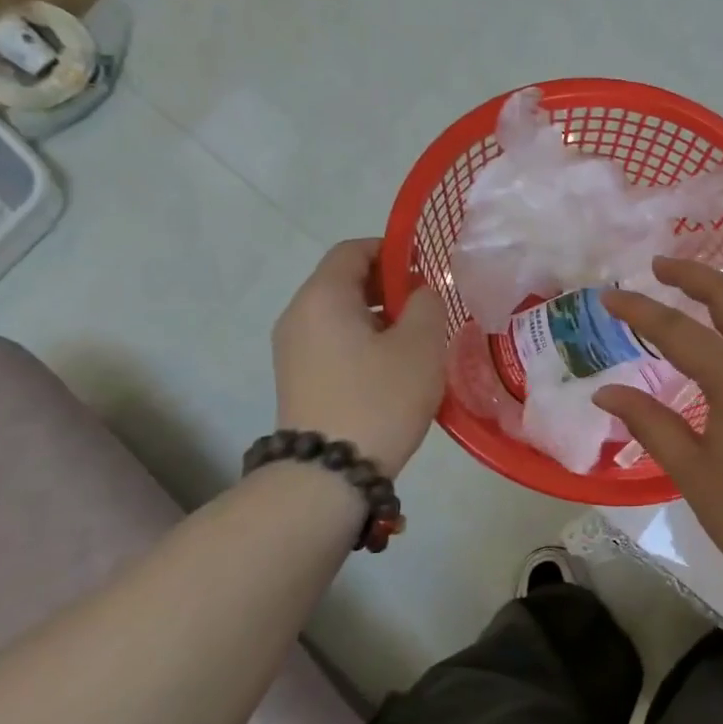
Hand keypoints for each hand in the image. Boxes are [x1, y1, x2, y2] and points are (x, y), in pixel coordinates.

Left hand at [272, 239, 447, 476]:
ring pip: (342, 314)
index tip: (427, 270)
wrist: (328, 474)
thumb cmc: (379, 398)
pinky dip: (364, 342)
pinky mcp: (298, 379)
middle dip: (390, 287)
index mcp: (323, 297)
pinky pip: (334, 342)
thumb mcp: (421, 344)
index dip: (393, 250)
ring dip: (381, 318)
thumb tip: (419, 293)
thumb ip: (427, 303)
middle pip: (345, 281)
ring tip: (417, 342)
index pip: (354, 249)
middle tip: (429, 309)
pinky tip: (394, 369)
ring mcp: (293, 350)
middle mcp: (299, 315)